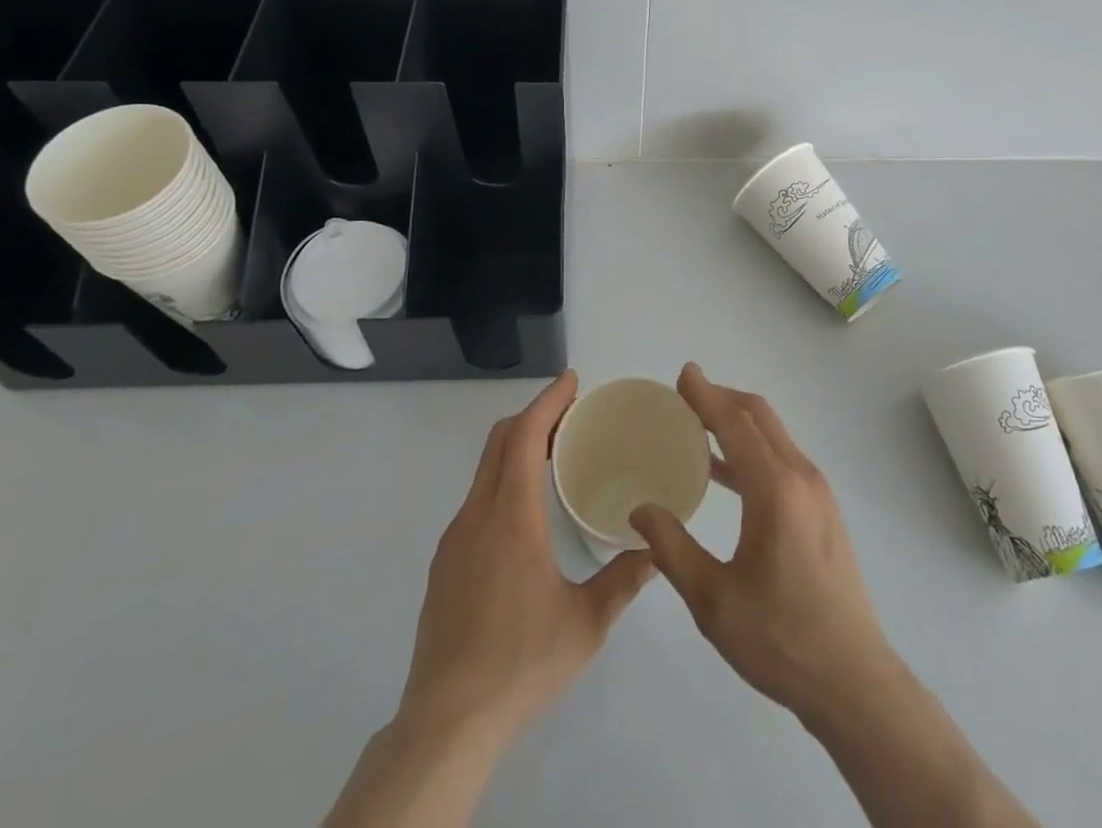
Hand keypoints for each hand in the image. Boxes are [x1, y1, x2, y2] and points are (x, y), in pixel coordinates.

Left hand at [398, 371, 653, 751]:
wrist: (446, 721)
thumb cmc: (521, 663)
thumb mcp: (586, 624)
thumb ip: (624, 579)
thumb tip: (656, 548)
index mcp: (512, 517)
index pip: (526, 436)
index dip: (548, 401)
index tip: (572, 380)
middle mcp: (477, 515)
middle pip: (500, 441)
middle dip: (535, 415)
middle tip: (572, 414)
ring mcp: (455, 538)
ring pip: (485, 469)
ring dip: (517, 447)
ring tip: (554, 455)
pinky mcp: (444, 562)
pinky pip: (476, 499)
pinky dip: (502, 480)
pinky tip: (525, 513)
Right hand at [631, 363, 903, 725]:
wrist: (854, 682)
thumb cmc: (780, 639)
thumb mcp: (713, 601)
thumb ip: (672, 548)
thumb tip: (640, 509)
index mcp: (776, 490)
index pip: (736, 423)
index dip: (706, 396)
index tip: (683, 375)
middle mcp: (801, 477)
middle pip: (759, 417)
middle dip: (722, 398)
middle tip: (685, 396)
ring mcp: (818, 493)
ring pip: (773, 436)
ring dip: (737, 422)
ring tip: (698, 426)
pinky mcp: (823, 511)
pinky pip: (782, 459)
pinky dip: (752, 448)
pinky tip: (724, 472)